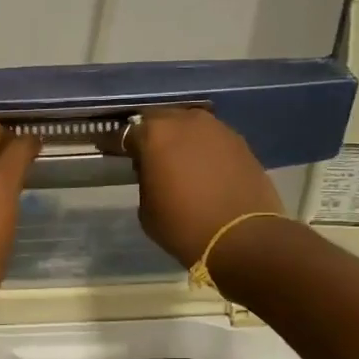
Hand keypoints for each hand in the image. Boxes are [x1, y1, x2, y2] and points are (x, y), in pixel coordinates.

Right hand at [126, 107, 283, 268]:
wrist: (242, 238)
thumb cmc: (184, 226)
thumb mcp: (147, 209)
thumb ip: (145, 180)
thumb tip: (153, 170)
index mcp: (155, 134)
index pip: (128, 132)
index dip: (120, 145)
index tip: (116, 155)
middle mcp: (187, 121)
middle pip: (162, 121)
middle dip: (153, 136)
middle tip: (149, 157)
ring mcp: (218, 129)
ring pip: (190, 126)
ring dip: (181, 140)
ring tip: (179, 162)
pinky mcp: (241, 143)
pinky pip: (213, 140)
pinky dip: (204, 150)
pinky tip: (204, 169)